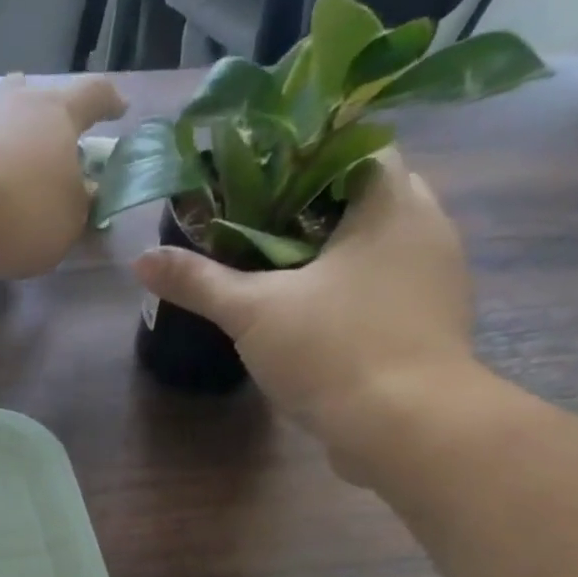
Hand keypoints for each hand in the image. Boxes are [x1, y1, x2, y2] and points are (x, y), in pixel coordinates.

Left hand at [0, 73, 126, 278]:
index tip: (119, 109)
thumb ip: (79, 210)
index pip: (94, 95)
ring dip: (9, 141)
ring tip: (12, 170)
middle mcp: (14, 103)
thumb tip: (83, 196)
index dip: (109, 103)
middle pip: (37, 98)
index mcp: (58, 113)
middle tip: (54, 140)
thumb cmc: (17, 211)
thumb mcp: (66, 225)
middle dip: (49, 118)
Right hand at [132, 149, 478, 479]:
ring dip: (332, 253)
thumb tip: (141, 259)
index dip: (304, 158)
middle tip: (256, 228)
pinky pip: (386, 285)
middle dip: (312, 210)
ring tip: (276, 271)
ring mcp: (436, 277)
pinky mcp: (430, 322)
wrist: (406, 428)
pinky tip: (311, 315)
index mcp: (392, 203)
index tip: (257, 183)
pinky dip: (350, 290)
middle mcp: (426, 227)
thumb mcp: (253, 312)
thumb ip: (199, 282)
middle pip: (364, 196)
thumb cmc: (335, 350)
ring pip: (377, 244)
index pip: (355, 148)